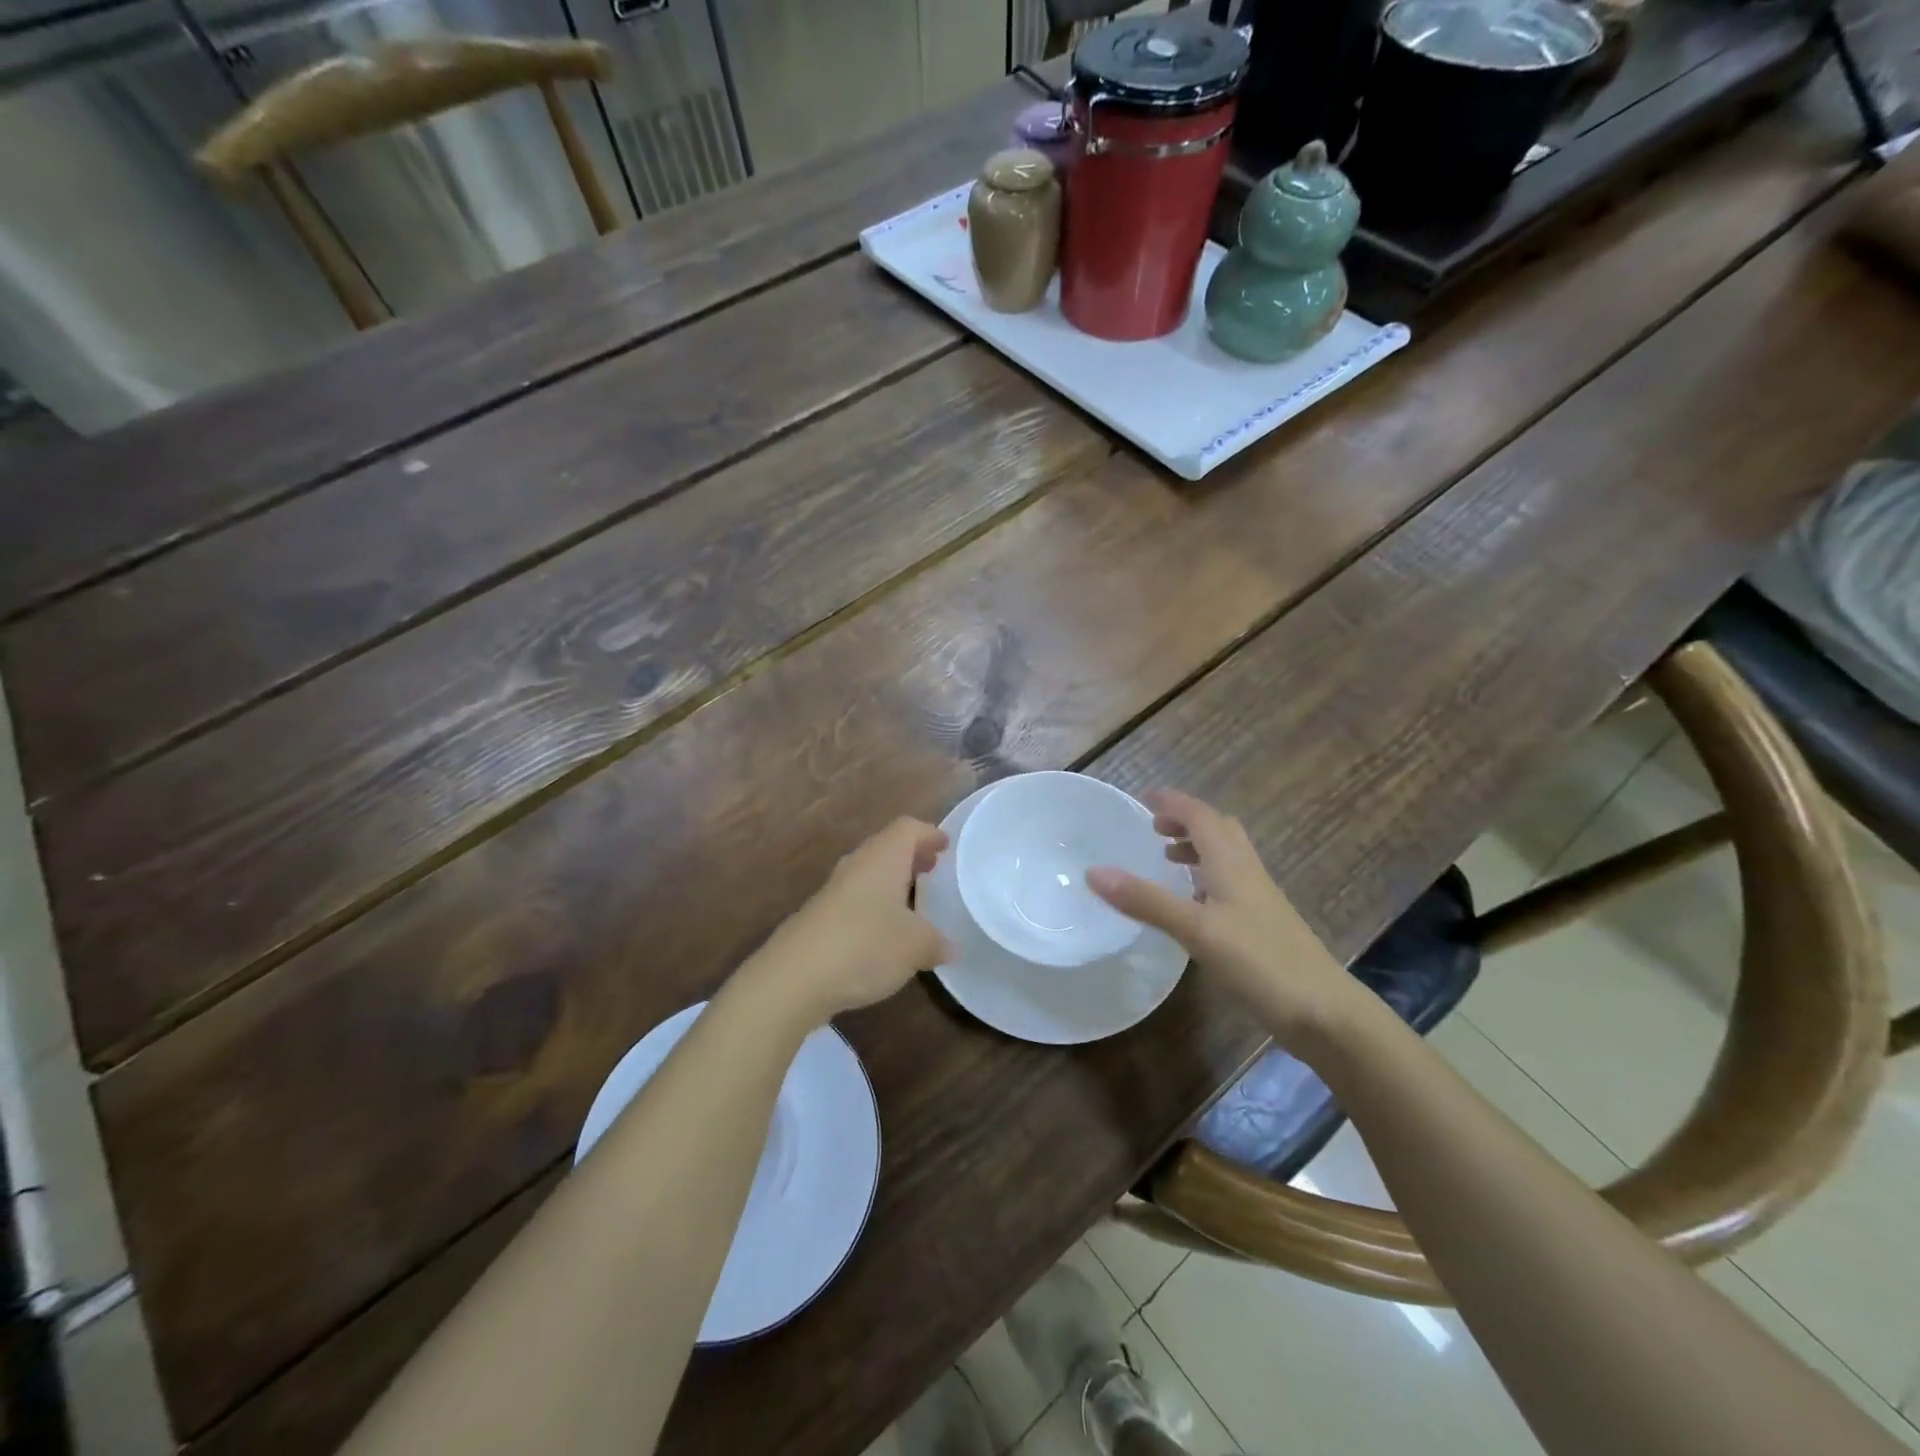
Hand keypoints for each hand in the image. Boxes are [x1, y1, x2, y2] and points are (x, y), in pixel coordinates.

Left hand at [746, 817, 951, 1025]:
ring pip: (868, 874)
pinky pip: (854, 900)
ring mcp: (832, 891)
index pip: (908, 829)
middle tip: (932, 870)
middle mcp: (857, 865)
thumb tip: (948, 947)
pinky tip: (882, 933)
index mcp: (883, 858)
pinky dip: (873, 906)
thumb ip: (936, 943)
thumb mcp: (915, 947)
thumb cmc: (865, 946)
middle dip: (910, 856)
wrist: (794, 977)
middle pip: (886, 847)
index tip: (945, 846)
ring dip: (890, 882)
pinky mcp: (818, 917)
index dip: (929, 834)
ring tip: (912, 902)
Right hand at [1086, 790, 1374, 1047]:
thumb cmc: (1259, 961)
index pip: (1200, 816)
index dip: (1173, 802)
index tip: (1144, 797)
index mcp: (1231, 863)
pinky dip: (1206, 877)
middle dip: (1186, 821)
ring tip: (1167, 859)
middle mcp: (1246, 872)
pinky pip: (1230, 882)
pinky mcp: (1263, 923)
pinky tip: (1193, 903)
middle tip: (1154, 828)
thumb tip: (1094, 872)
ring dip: (1197, 847)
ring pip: (1226, 856)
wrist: (1323, 1011)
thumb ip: (1145, 900)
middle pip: (1218, 830)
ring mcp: (1259, 898)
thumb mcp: (1195, 929)